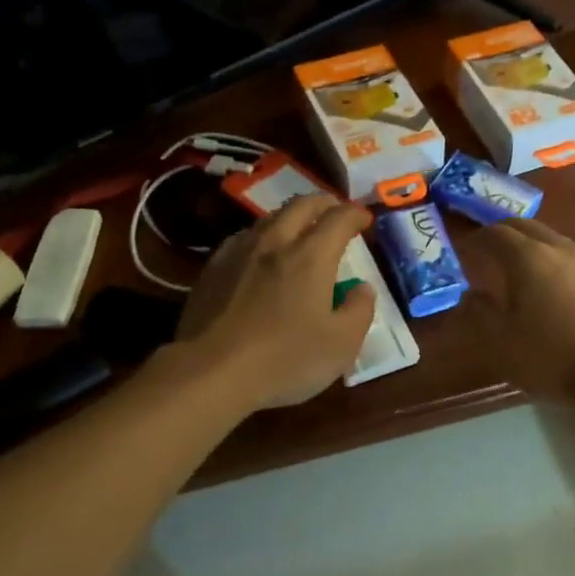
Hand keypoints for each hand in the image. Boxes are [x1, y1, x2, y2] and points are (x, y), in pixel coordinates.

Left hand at [173, 194, 377, 411]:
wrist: (210, 372)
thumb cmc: (284, 359)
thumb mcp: (341, 345)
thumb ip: (359, 311)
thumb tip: (362, 288)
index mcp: (311, 257)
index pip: (338, 219)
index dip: (355, 213)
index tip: (364, 218)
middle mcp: (275, 243)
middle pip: (301, 205)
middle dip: (323, 203)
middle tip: (334, 210)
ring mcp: (239, 253)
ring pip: (269, 218)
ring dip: (290, 217)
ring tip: (299, 229)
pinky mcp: (213, 269)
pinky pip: (242, 238)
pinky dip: (261, 236)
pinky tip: (259, 253)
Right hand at [464, 219, 574, 401]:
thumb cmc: (552, 357)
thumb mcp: (501, 343)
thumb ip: (480, 314)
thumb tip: (470, 295)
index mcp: (528, 258)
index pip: (495, 233)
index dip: (475, 239)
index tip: (463, 252)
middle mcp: (561, 250)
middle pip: (527, 227)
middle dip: (504, 233)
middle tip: (488, 251)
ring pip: (555, 241)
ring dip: (533, 247)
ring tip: (522, 270)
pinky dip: (559, 266)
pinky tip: (560, 291)